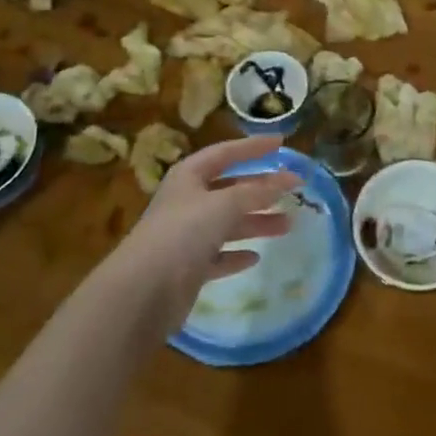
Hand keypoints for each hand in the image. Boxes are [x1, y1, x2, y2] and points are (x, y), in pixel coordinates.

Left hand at [114, 135, 298, 330]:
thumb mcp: (224, 205)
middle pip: (230, 189)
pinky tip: (255, 257)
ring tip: (288, 225)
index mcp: (189, 176)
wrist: (142, 292)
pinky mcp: (188, 269)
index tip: (281, 143)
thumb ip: (257, 191)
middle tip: (294, 189)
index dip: (253, 147)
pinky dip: (236, 254)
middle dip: (261, 189)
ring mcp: (186, 236)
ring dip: (256, 222)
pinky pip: (218, 256)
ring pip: (228, 223)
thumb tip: (288, 178)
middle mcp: (187, 202)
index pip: (225, 152)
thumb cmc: (182, 233)